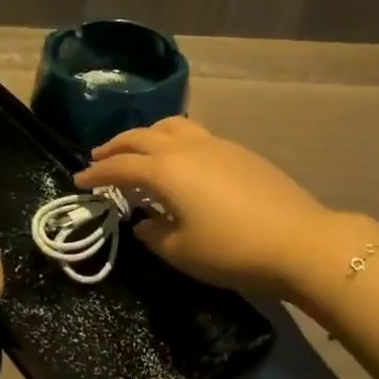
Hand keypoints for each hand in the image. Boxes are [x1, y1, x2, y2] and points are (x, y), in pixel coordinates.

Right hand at [73, 117, 359, 297]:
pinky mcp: (239, 151)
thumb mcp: (181, 251)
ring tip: (138, 149)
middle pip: (140, 137)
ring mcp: (215, 144)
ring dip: (146, 135)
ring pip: (170, 127)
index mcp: (164, 171)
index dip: (96, 174)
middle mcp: (185, 148)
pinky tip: (180, 159)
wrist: (299, 241)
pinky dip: (174, 139)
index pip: (119, 167)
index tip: (79, 181)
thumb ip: (153, 234)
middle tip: (99, 158)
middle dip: (115, 147)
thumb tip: (144, 222)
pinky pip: (195, 134)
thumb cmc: (231, 250)